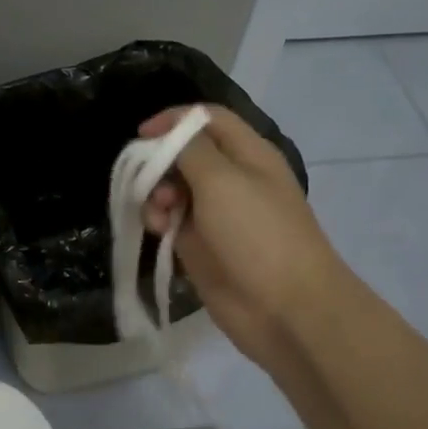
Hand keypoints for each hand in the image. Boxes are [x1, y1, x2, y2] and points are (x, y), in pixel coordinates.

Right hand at [140, 105, 343, 368]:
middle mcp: (231, 178)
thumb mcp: (222, 180)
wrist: (286, 309)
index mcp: (247, 154)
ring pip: (172, 188)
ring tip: (157, 215)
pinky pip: (170, 221)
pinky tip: (158, 232)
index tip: (142, 135)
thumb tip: (166, 136)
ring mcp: (216, 213)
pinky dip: (159, 222)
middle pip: (183, 154)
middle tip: (146, 181)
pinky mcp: (201, 245)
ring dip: (155, 195)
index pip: (206, 119)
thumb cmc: (258, 234)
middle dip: (158, 163)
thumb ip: (189, 149)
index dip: (173, 120)